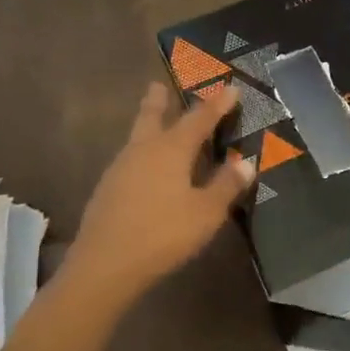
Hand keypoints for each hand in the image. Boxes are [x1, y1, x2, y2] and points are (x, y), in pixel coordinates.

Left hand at [66, 82, 252, 306]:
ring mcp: (121, 168)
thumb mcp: (206, 213)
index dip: (217, 104)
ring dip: (148, 123)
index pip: (199, 118)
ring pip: (137, 136)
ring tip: (157, 123)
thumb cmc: (162, 234)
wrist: (103, 266)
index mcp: (171, 149)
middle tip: (159, 84)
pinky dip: (142, 152)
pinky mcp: (107, 189)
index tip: (231, 88)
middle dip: (159, 99)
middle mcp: (144, 149)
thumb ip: (226, 186)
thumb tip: (246, 162)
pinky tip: (146, 168)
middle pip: (152, 115)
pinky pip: (130, 158)